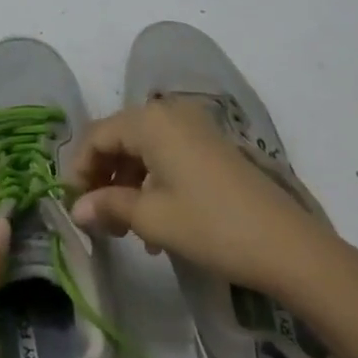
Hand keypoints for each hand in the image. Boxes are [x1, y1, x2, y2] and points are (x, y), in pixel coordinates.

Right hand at [67, 100, 357, 302]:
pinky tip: (155, 224)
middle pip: (119, 138)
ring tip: (125, 228)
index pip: (97, 136)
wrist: (285, 244)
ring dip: (128, 183)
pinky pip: (167, 154)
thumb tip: (75, 209)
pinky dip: (153, 181)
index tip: (72, 205)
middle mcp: (169, 113)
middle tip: (98, 218)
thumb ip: (108, 205)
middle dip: (103, 177)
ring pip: (143, 148)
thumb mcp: (152, 218)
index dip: (79, 169)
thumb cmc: (211, 225)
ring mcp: (194, 127)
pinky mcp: (211, 145)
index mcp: (149, 121)